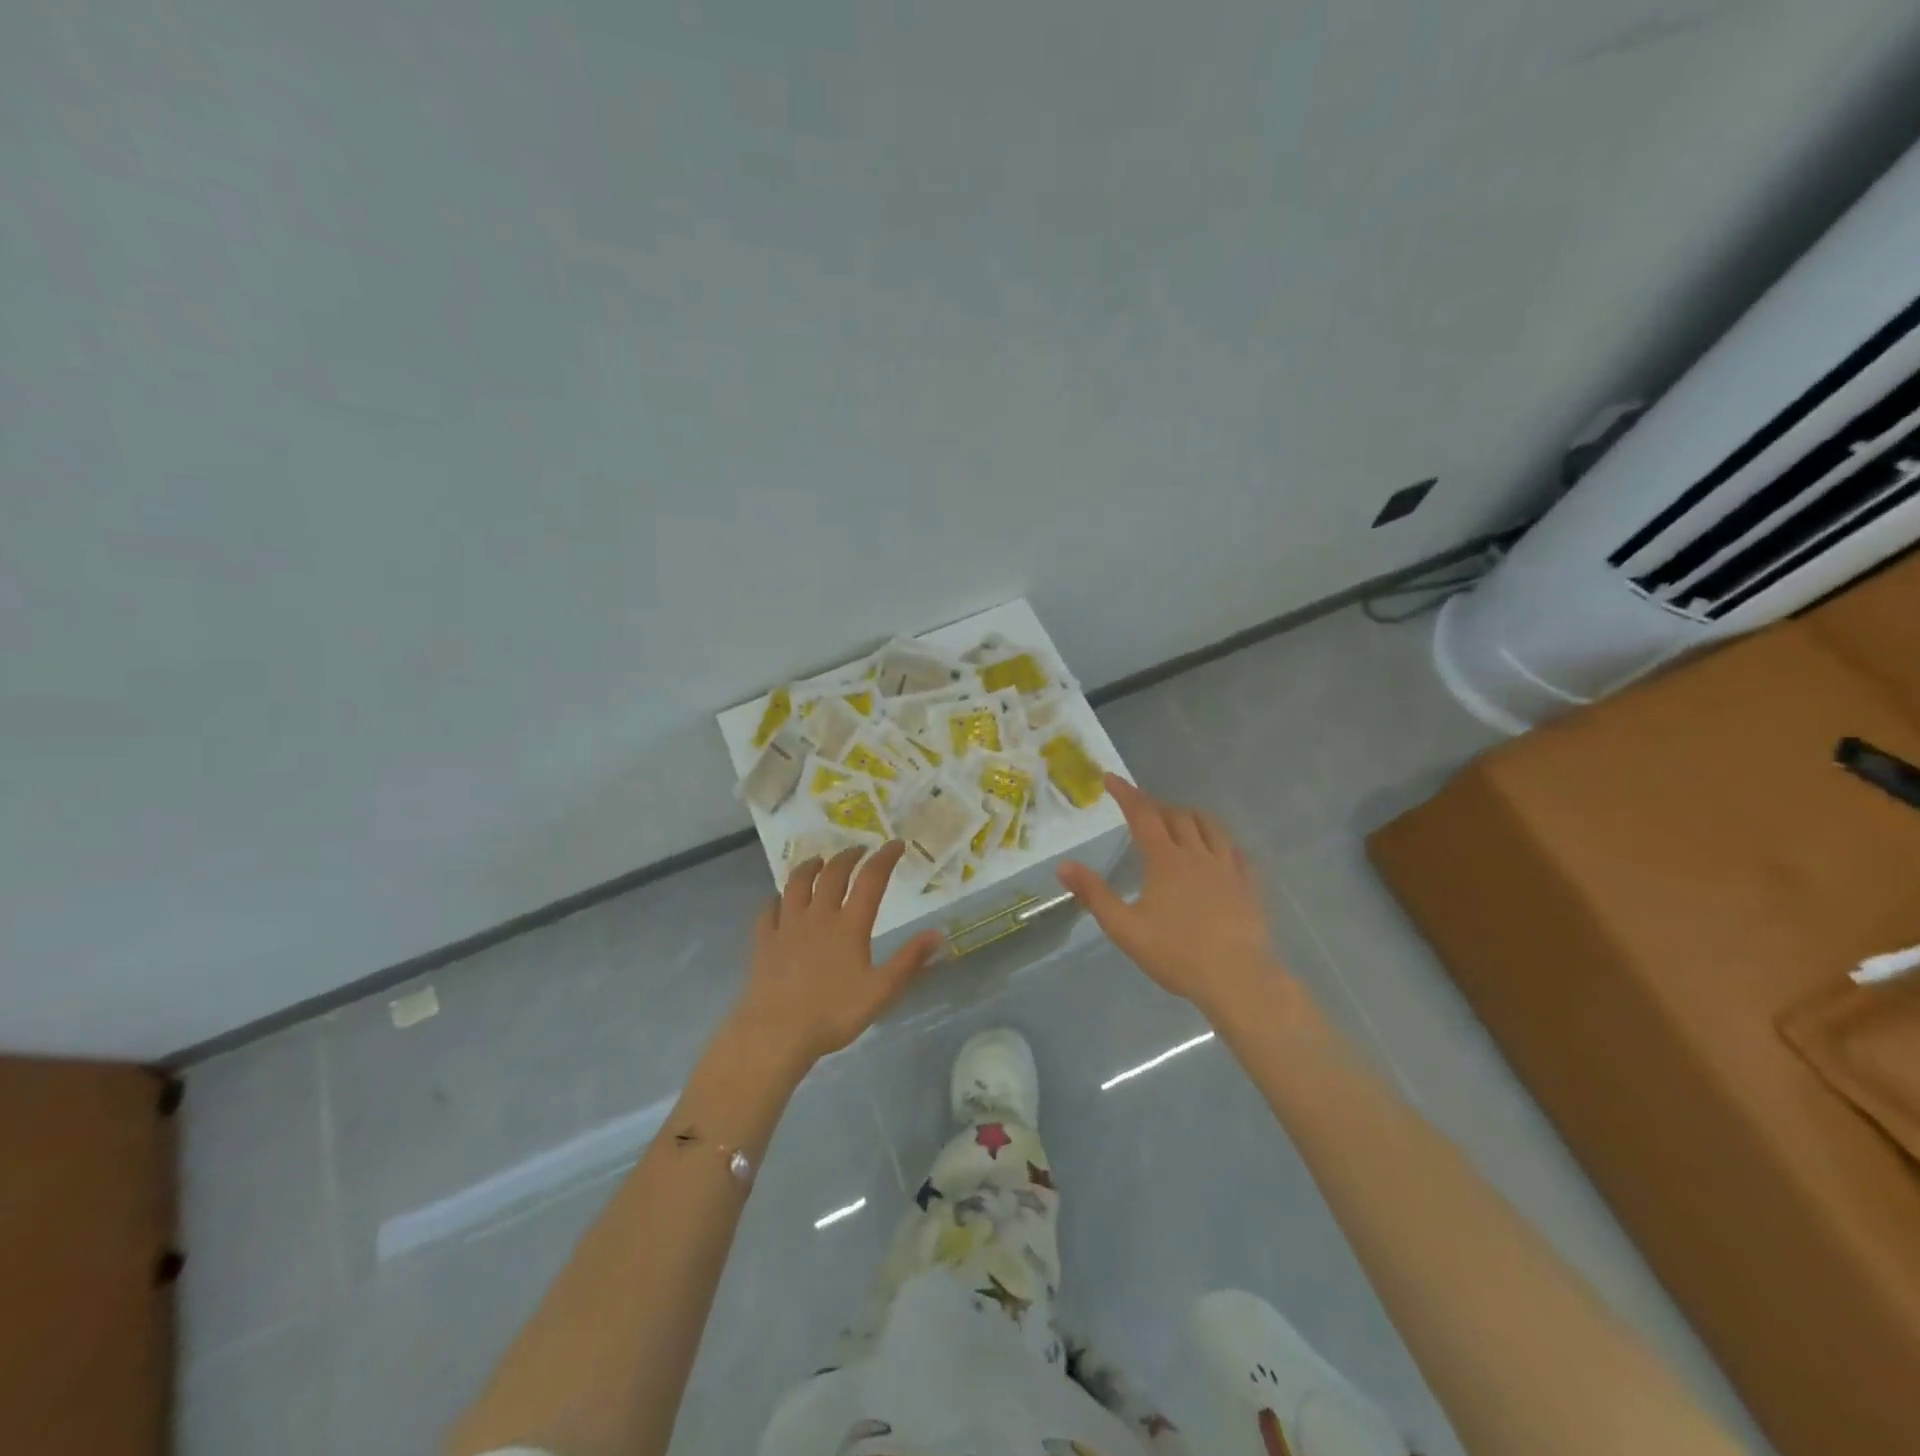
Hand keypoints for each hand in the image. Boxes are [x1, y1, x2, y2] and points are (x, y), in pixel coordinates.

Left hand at [727, 840, 944, 1071]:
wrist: (776, 1033)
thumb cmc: (833, 1013)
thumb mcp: (881, 991)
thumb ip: (909, 960)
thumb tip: (938, 933)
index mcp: (849, 925)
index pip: (870, 880)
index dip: (884, 858)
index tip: (895, 844)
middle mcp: (818, 916)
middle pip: (832, 874)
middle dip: (848, 857)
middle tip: (858, 849)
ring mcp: (787, 926)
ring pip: (796, 884)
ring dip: (809, 867)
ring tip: (818, 861)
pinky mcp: (764, 941)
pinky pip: (769, 911)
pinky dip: (776, 899)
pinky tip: (778, 900)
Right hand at [1057, 775, 1292, 1018]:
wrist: (1237, 978)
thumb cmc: (1176, 953)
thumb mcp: (1124, 928)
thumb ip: (1094, 895)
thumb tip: (1064, 866)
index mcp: (1166, 860)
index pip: (1142, 815)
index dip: (1126, 794)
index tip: (1110, 778)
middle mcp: (1197, 854)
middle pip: (1177, 816)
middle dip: (1156, 805)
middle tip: (1141, 808)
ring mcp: (1227, 867)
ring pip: (1210, 826)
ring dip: (1190, 816)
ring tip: (1179, 819)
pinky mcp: (1248, 884)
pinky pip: (1235, 850)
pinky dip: (1220, 840)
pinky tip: (1219, 850)